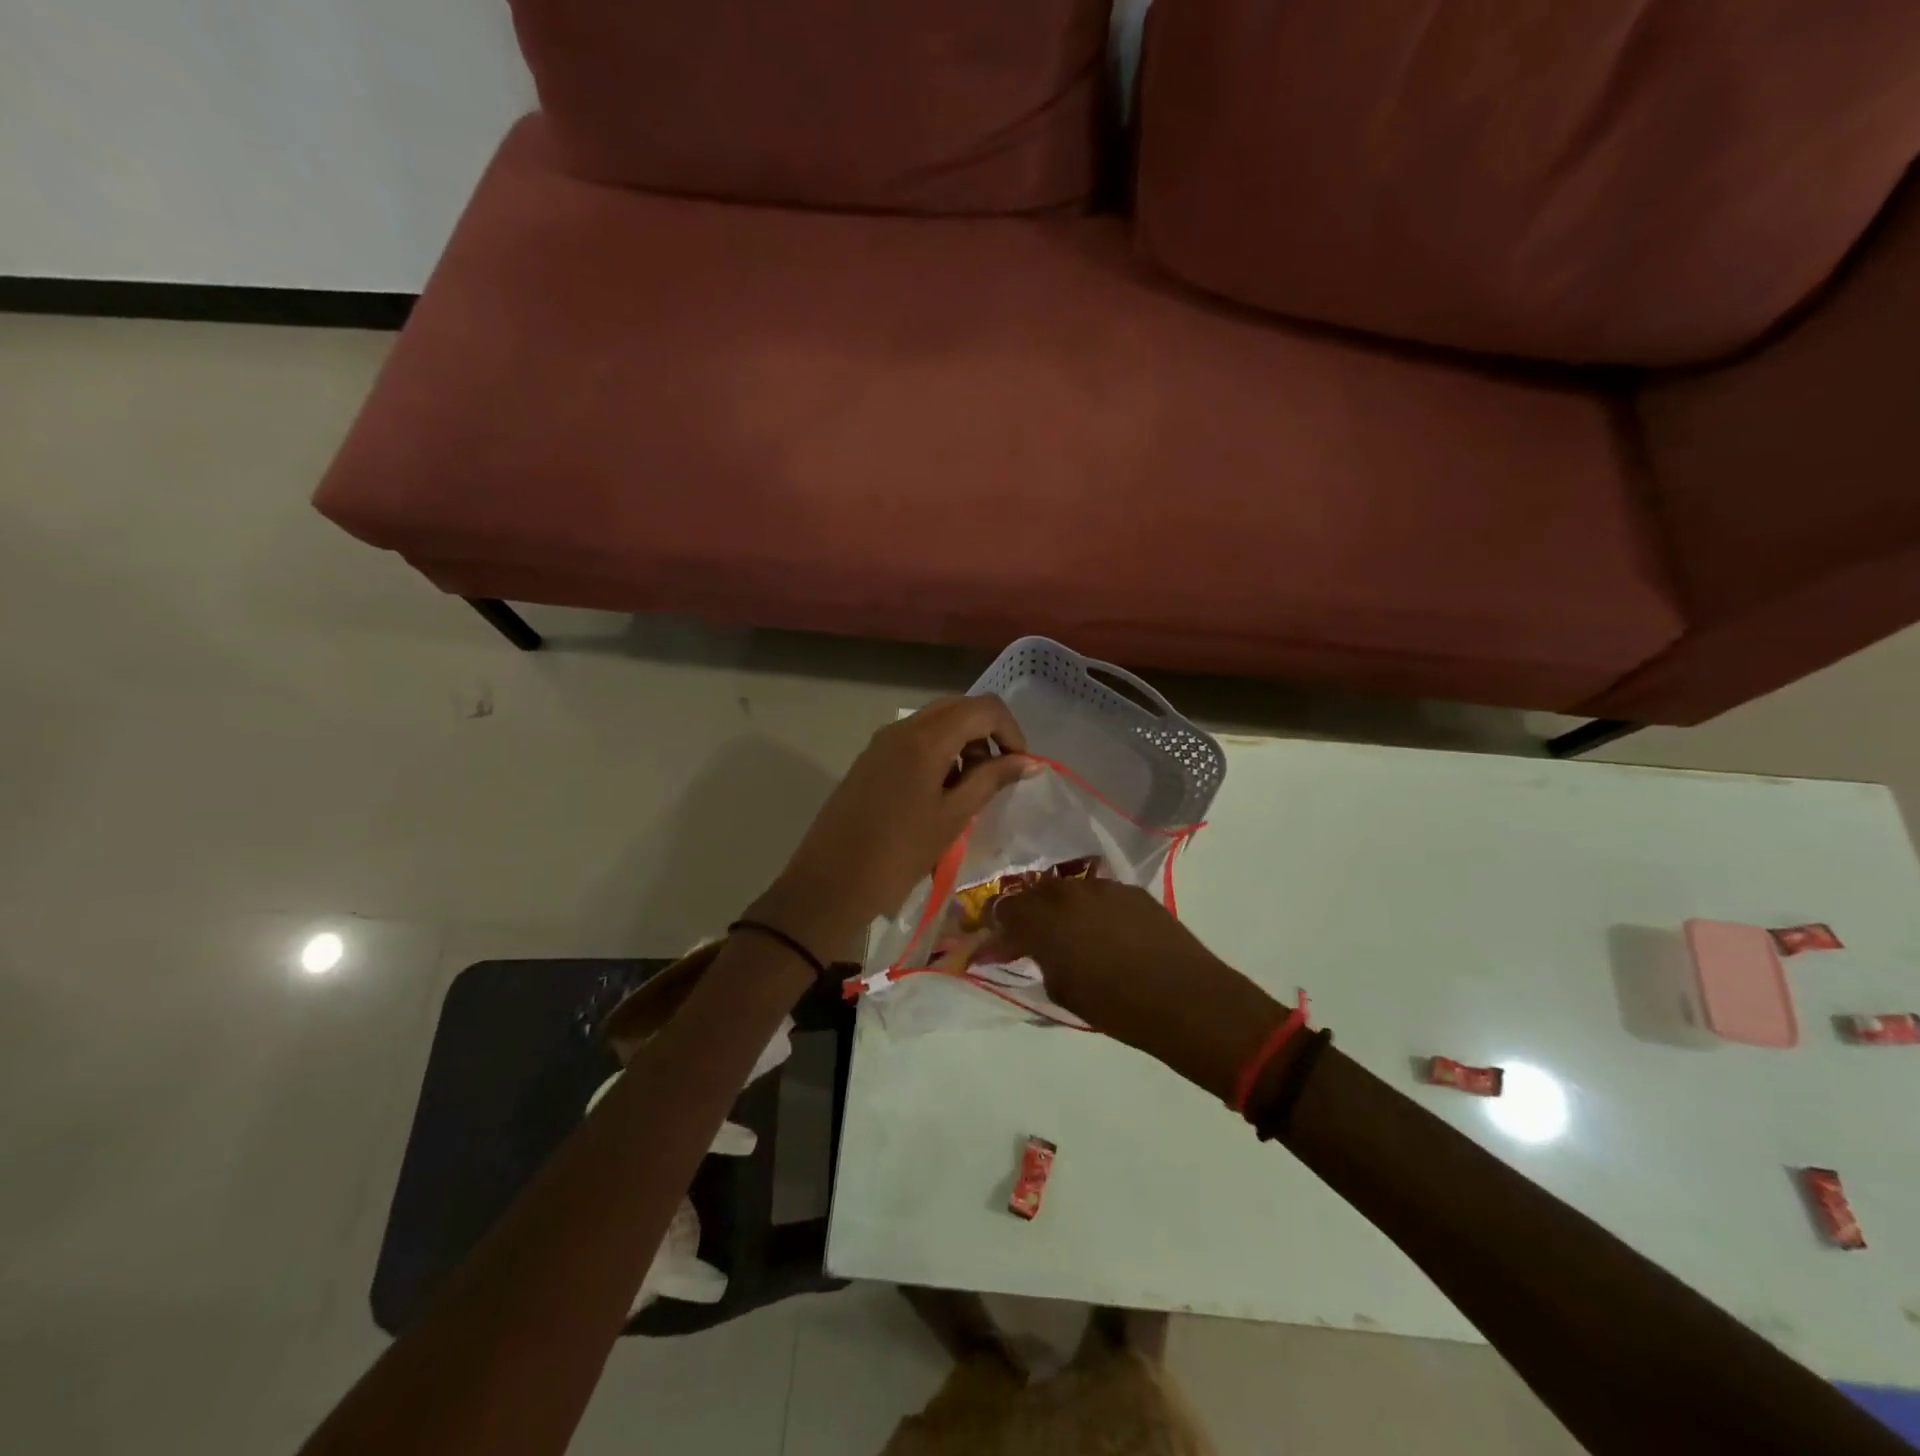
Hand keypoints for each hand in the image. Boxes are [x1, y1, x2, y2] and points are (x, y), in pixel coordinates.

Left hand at [748, 696, 1032, 961]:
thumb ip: (991, 780)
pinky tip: (940, 792)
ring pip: (936, 722)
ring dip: (963, 743)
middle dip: (987, 734)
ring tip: (970, 789)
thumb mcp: (953, 817)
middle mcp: (902, 728)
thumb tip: (1027, 761)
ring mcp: (882, 742)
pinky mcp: (870, 759)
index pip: (984, 708)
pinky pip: (915, 740)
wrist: (830, 883)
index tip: (1020, 767)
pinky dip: (939, 753)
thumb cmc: (899, 853)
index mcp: (925, 738)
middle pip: (959, 708)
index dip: (1011, 731)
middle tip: (997, 776)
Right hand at [987, 879, 1291, 1100]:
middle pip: (1033, 892)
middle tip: (1028, 939)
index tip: (996, 943)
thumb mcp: (1062, 990)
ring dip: (1058, 908)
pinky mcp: (1132, 890)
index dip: (996, 927)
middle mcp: (1069, 892)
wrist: (1187, 999)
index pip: (1004, 910)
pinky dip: (1089, 908)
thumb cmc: (1116, 1007)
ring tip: (1066, 934)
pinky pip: (1097, 894)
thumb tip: (1023, 948)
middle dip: (1025, 913)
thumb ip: (1037, 960)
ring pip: (1066, 889)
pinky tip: (1100, 931)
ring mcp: (1103, 886)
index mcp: (1044, 918)